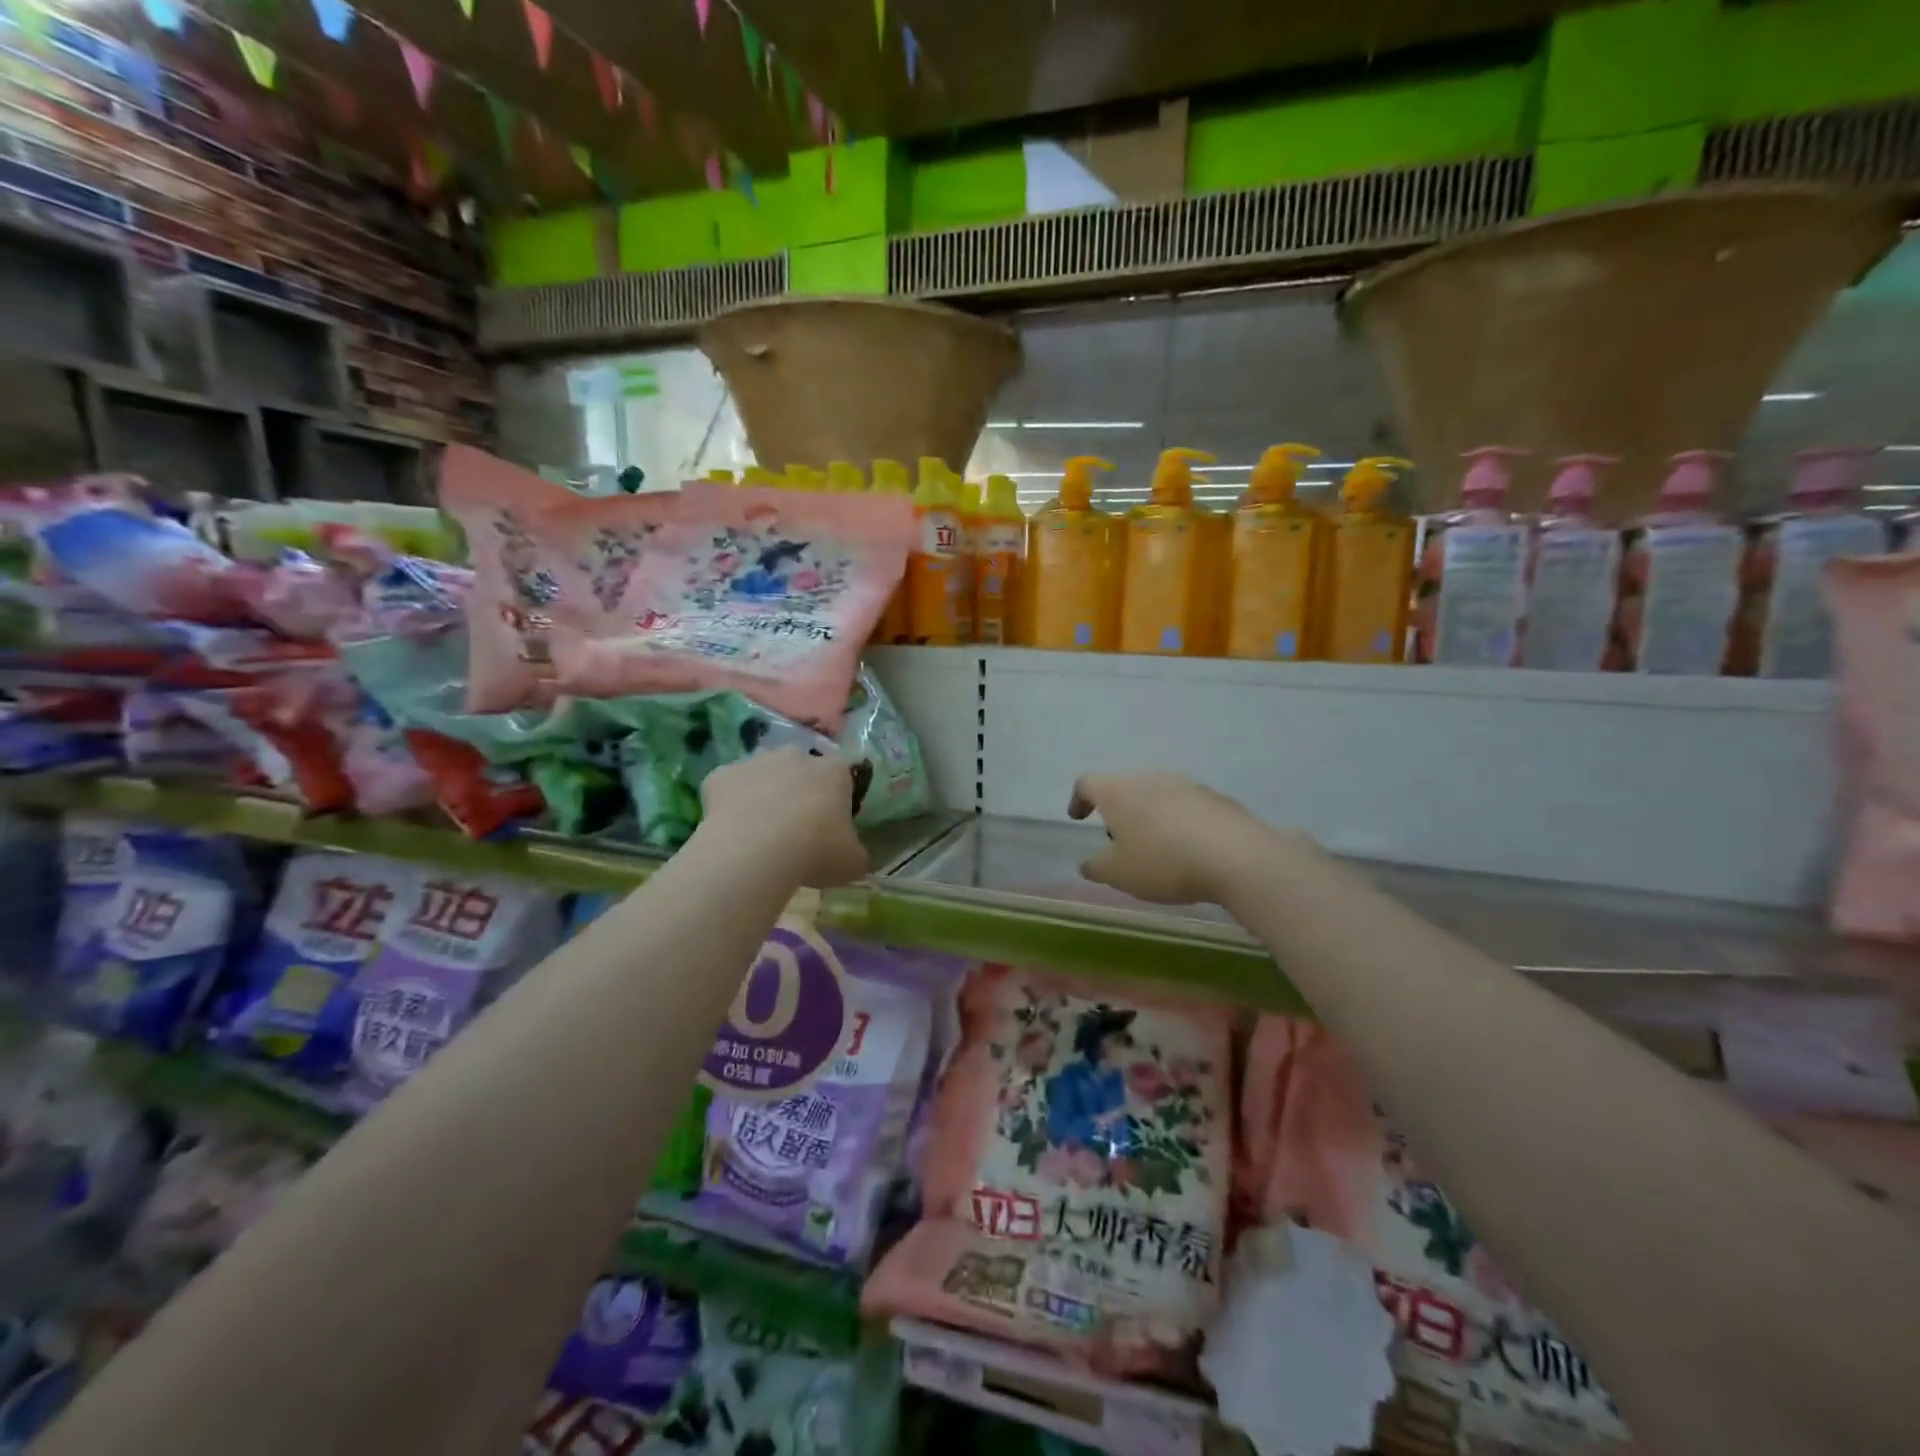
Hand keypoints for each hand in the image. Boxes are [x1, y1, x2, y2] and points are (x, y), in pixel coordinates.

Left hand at [700, 746, 869, 888]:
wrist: (755, 852)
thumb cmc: (815, 851)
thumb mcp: (853, 862)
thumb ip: (857, 852)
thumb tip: (855, 854)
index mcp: (834, 771)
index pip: (843, 775)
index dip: (838, 798)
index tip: (833, 823)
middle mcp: (796, 755)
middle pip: (801, 767)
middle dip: (800, 789)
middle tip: (797, 826)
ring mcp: (756, 761)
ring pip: (764, 772)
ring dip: (765, 791)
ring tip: (762, 828)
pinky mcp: (722, 774)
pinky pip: (729, 786)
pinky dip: (730, 803)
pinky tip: (732, 829)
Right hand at [1068, 771, 1294, 904]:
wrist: (1237, 857)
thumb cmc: (1163, 862)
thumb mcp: (1119, 874)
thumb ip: (1096, 867)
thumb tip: (1087, 862)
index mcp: (1118, 791)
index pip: (1087, 783)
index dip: (1078, 800)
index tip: (1078, 818)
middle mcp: (1150, 778)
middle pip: (1125, 787)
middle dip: (1118, 810)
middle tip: (1118, 839)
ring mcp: (1186, 784)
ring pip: (1157, 794)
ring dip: (1151, 815)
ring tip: (1156, 847)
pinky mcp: (1216, 798)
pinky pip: (1187, 806)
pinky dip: (1179, 822)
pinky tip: (1188, 849)